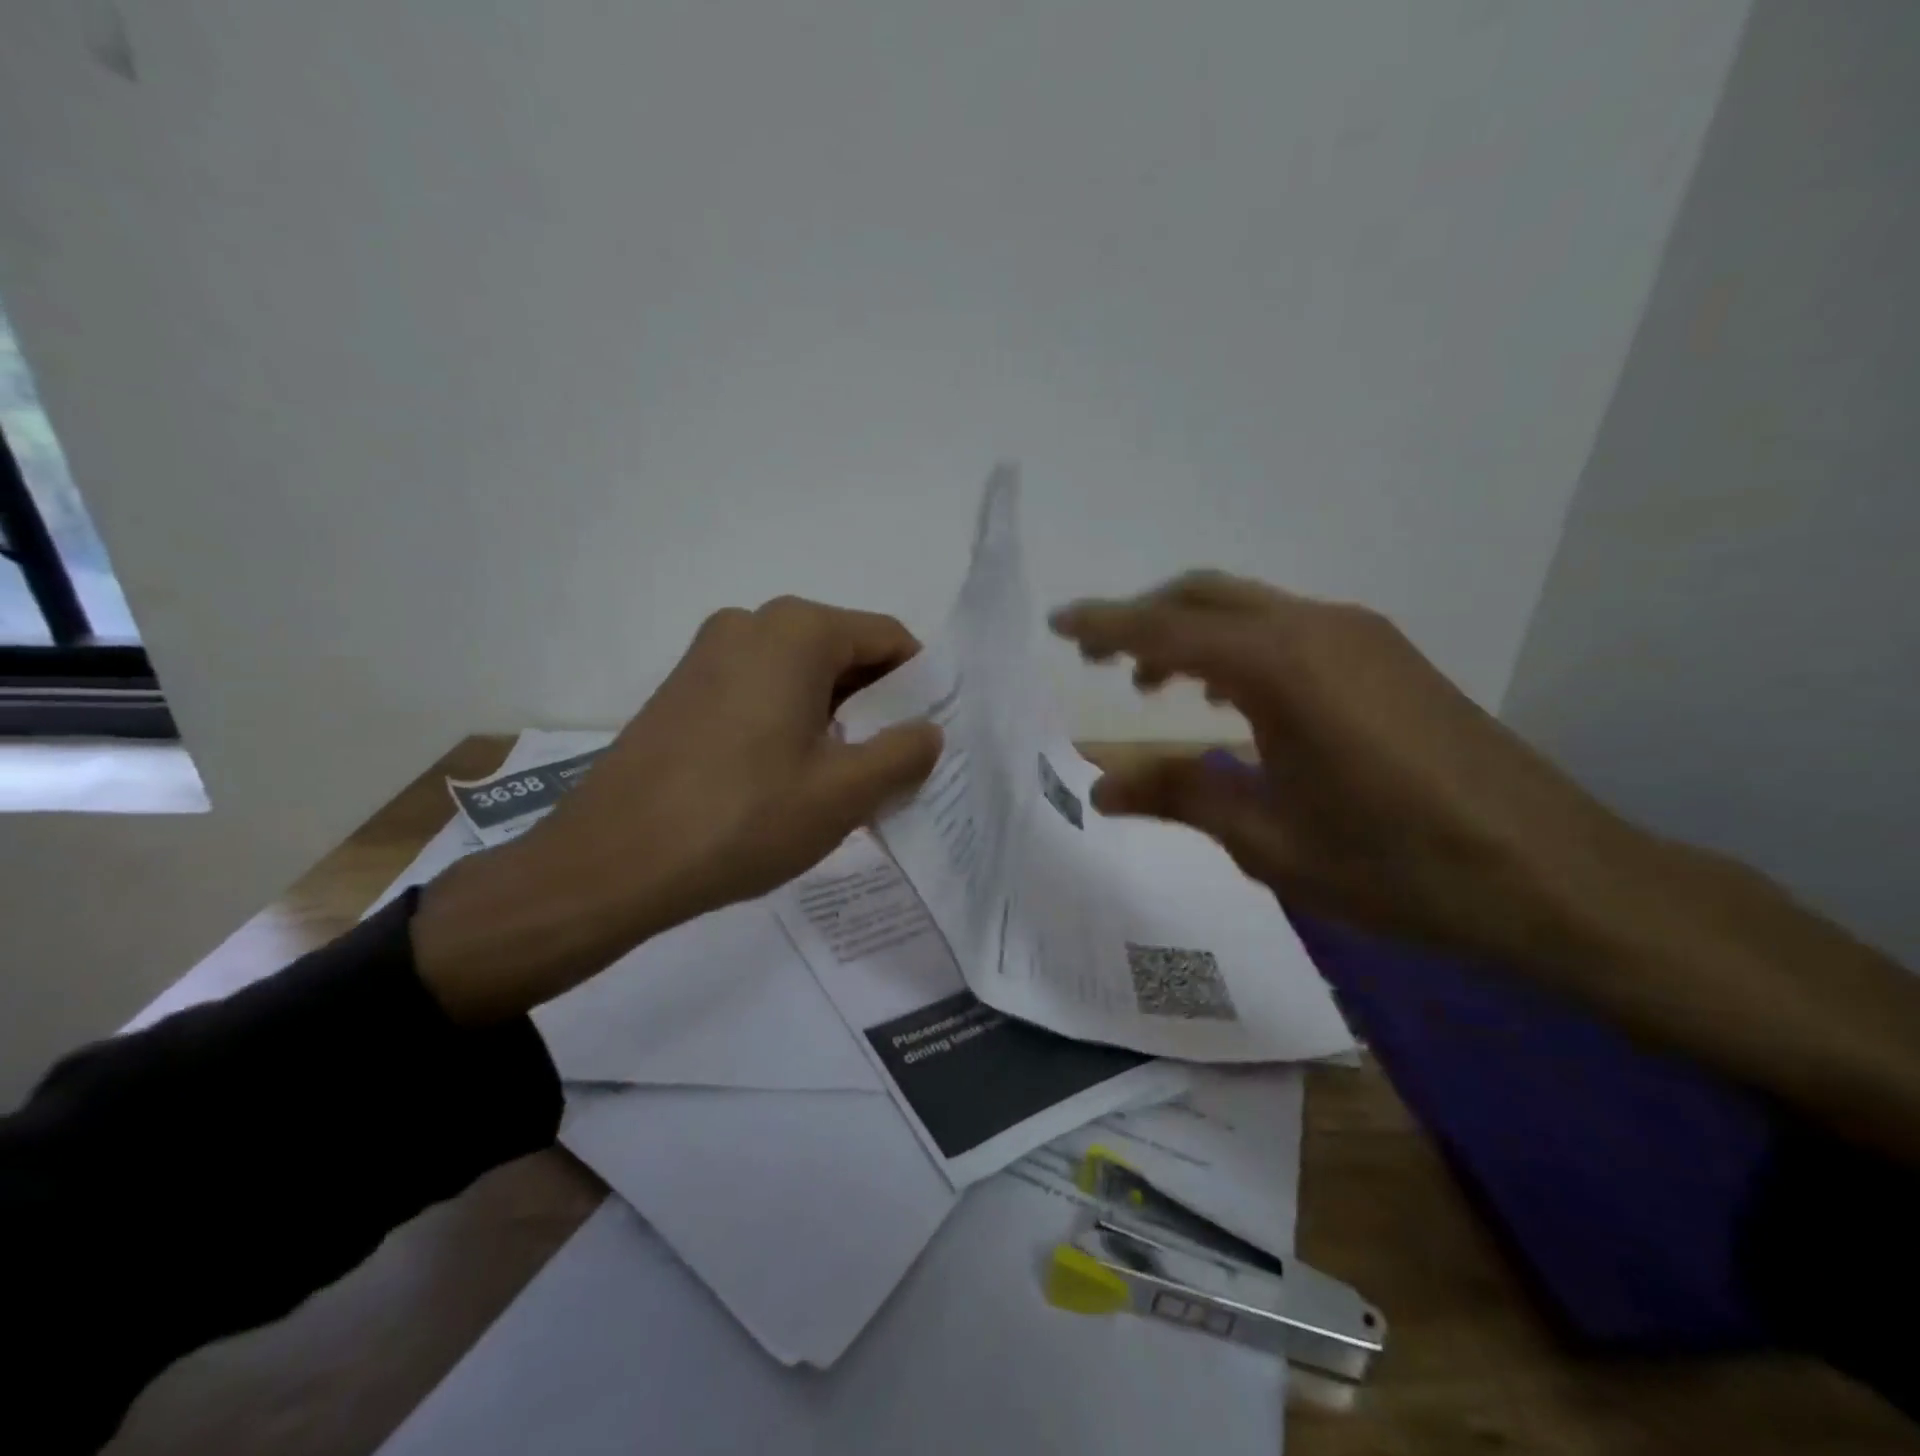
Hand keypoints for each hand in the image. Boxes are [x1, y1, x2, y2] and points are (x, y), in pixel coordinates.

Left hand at [413, 597, 941, 1021]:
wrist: (611, 864)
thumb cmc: (743, 819)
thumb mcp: (845, 792)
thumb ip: (904, 753)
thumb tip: (928, 731)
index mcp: (797, 631)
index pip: (888, 638)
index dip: (919, 687)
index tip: (926, 740)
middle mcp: (750, 623)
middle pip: (843, 654)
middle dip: (876, 707)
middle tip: (889, 770)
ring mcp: (708, 654)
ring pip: (800, 676)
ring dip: (834, 720)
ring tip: (839, 784)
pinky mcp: (682, 688)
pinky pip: (760, 692)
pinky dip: (790, 724)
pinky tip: (786, 781)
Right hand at [1051, 571, 1645, 965]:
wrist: (1553, 875)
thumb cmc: (1396, 864)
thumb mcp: (1268, 840)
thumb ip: (1180, 796)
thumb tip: (1101, 786)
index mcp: (1280, 666)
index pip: (1167, 630)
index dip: (1106, 626)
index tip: (1058, 624)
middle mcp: (1317, 628)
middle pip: (1205, 596)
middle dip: (1143, 618)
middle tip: (1098, 661)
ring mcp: (1361, 636)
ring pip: (1249, 608)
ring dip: (1192, 632)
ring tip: (1155, 685)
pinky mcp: (1388, 657)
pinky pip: (1289, 628)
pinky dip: (1239, 646)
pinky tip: (1232, 697)